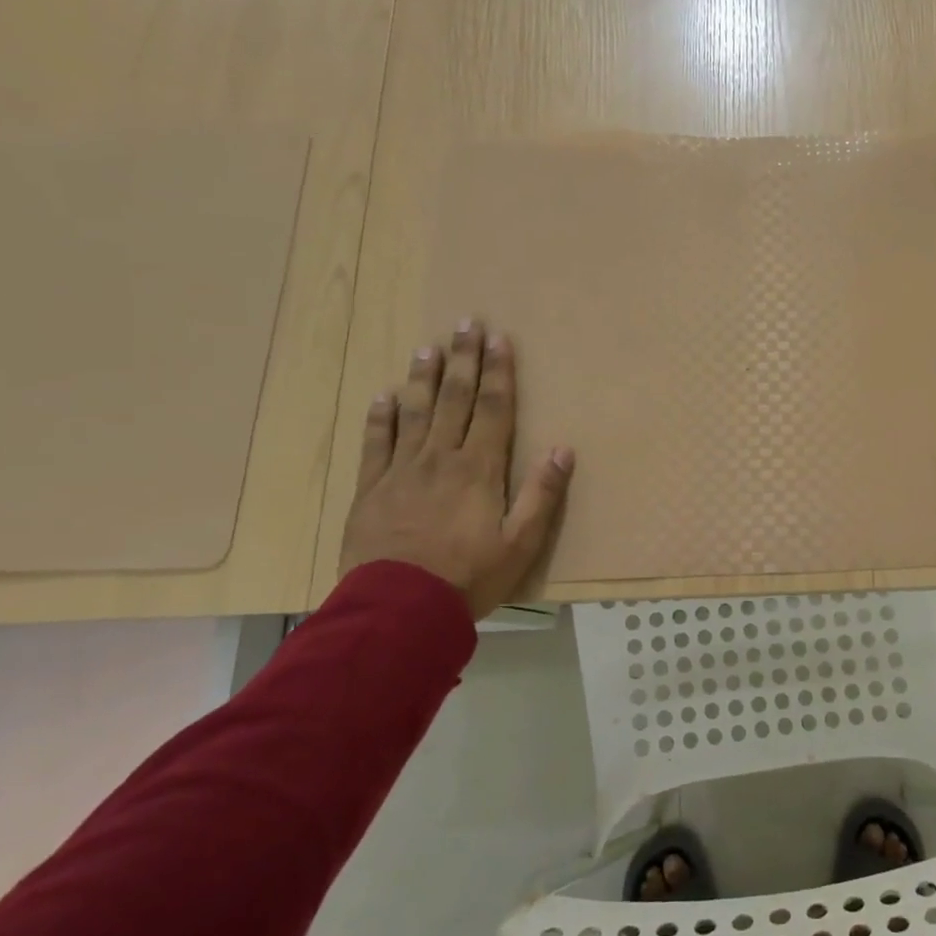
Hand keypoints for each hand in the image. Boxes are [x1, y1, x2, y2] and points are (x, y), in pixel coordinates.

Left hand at [339, 320, 573, 617]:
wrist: (398, 611)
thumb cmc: (469, 578)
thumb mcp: (521, 543)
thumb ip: (542, 494)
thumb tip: (563, 449)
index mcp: (478, 469)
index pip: (492, 409)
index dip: (498, 372)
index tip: (499, 339)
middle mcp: (440, 459)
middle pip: (454, 399)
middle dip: (464, 360)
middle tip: (466, 323)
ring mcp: (401, 471)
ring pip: (415, 413)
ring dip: (424, 378)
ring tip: (428, 347)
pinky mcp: (371, 490)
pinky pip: (375, 444)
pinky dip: (380, 418)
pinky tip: (384, 396)